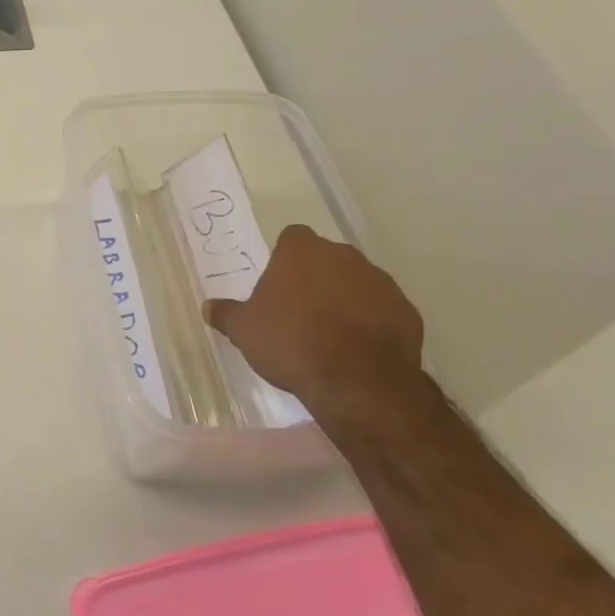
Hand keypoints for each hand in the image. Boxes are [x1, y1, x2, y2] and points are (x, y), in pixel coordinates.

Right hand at [203, 224, 424, 412]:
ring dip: (345, 298)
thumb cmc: (290, 342)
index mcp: (301, 252)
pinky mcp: (407, 310)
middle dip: (316, 276)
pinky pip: (383, 309)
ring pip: (357, 282)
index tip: (278, 282)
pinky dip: (372, 322)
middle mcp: (343, 256)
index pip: (292, 237)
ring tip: (330, 332)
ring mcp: (380, 281)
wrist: (356, 379)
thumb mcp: (244, 331)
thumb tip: (207, 307)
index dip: (284, 257)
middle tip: (300, 308)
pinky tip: (358, 348)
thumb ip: (226, 314)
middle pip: (327, 258)